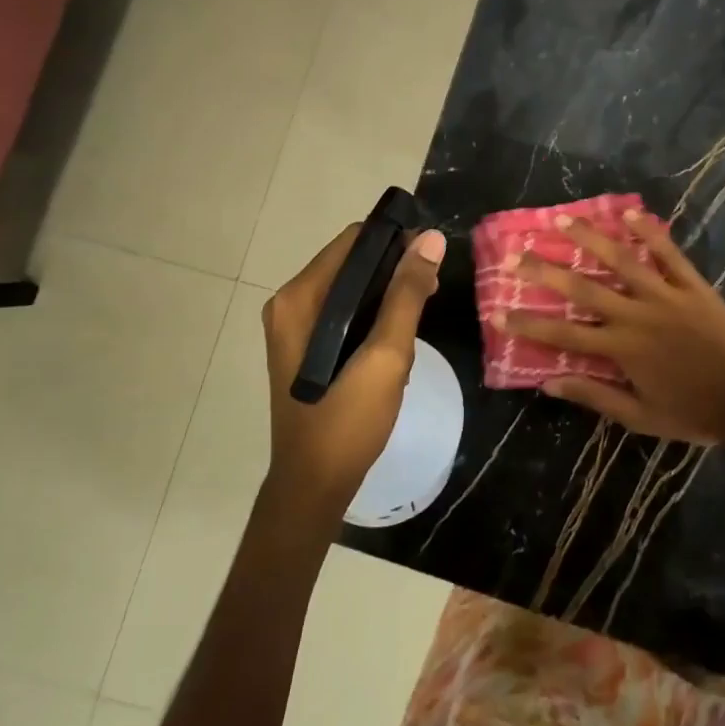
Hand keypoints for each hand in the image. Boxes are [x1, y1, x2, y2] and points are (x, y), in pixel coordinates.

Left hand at [261, 221, 446, 519]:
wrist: (314, 485)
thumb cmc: (348, 420)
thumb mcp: (386, 355)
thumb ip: (407, 294)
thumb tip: (432, 239)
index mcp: (300, 298)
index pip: (353, 242)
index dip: (396, 241)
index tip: (432, 257)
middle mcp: (291, 304)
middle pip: (351, 263)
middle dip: (395, 270)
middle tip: (433, 290)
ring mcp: (294, 327)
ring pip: (351, 289)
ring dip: (388, 295)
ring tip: (421, 317)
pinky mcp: (305, 346)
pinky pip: (344, 313)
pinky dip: (373, 316)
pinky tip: (398, 339)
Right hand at [499, 209, 724, 445]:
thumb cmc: (693, 412)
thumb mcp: (640, 416)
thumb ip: (595, 395)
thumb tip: (549, 383)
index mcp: (621, 349)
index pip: (563, 334)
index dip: (528, 323)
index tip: (498, 311)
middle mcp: (636, 315)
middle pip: (583, 288)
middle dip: (546, 270)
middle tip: (518, 254)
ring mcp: (666, 295)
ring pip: (622, 260)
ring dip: (591, 238)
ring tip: (564, 219)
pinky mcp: (693, 286)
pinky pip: (669, 254)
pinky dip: (650, 233)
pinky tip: (631, 213)